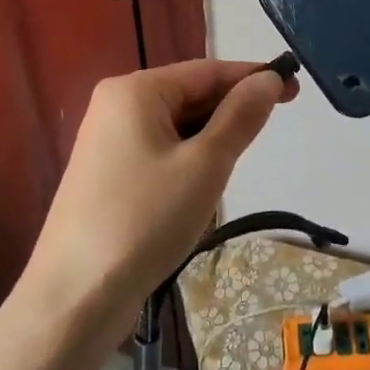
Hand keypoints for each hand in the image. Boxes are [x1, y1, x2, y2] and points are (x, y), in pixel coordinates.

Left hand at [27, 60, 295, 327]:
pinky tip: (200, 187)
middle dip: (230, 112)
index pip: (207, 71)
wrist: (74, 297)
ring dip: (210, 140)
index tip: (295, 88)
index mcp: (135, 90)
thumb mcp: (205, 165)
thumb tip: (269, 79)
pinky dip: (187, 160)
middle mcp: (116, 105)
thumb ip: (240, 117)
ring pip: (176, 126)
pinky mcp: (106, 173)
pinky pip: (159, 150)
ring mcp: (107, 141)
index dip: (253, 78)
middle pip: (189, 95)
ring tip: (233, 168)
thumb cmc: (145, 220)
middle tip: (269, 135)